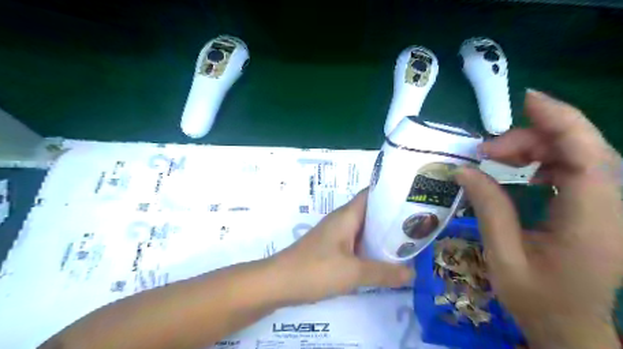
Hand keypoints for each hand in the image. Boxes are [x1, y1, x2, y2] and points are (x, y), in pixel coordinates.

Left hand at [272, 189, 412, 304]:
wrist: (278, 282)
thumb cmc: (315, 270)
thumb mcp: (353, 272)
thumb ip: (384, 273)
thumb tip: (413, 273)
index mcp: (347, 215)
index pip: (372, 194)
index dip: (391, 193)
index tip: (414, 199)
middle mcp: (342, 220)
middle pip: (371, 212)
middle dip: (392, 218)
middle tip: (417, 225)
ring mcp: (335, 235)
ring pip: (364, 229)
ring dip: (382, 234)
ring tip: (407, 242)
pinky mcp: (331, 249)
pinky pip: (356, 243)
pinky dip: (370, 247)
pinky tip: (383, 259)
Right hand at [457, 91, 622, 348]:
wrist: (569, 326)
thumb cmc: (536, 298)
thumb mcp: (503, 255)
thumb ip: (488, 208)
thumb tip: (464, 170)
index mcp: (591, 221)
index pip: (587, 155)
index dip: (561, 120)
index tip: (526, 100)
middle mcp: (610, 208)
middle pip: (581, 149)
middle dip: (532, 137)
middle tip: (486, 150)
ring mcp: (607, 208)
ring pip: (578, 156)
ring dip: (536, 148)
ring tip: (495, 158)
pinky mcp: (596, 209)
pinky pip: (576, 170)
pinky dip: (546, 161)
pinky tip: (523, 171)